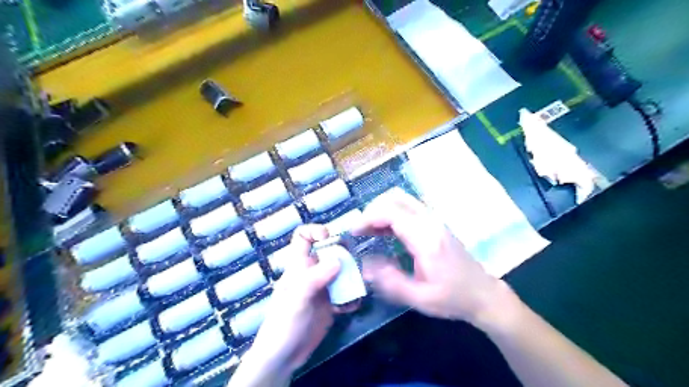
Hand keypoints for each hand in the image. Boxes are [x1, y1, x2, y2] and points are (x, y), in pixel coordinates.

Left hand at [235, 224, 339, 383]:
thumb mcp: (297, 298)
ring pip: (341, 271)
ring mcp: (322, 287)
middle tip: (354, 265)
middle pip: (330, 252)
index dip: (315, 231)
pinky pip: (346, 292)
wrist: (284, 357)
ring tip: (358, 287)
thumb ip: (315, 278)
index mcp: (298, 266)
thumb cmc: (284, 324)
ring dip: (352, 277)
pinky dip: (352, 297)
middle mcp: (312, 272)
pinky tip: (352, 307)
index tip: (330, 237)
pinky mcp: (330, 303)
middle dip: (344, 255)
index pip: (302, 237)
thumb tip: (338, 260)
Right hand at [355, 187, 503, 322]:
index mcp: (426, 239)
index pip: (392, 213)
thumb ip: (390, 282)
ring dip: (382, 209)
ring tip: (369, 229)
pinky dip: (392, 212)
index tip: (354, 232)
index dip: (368, 218)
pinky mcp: (436, 223)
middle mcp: (431, 222)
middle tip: (360, 230)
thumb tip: (364, 266)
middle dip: (373, 210)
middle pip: (396, 199)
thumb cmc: (452, 298)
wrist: (483, 294)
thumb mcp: (420, 298)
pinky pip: (410, 207)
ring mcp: (435, 220)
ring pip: (403, 199)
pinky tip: (385, 230)